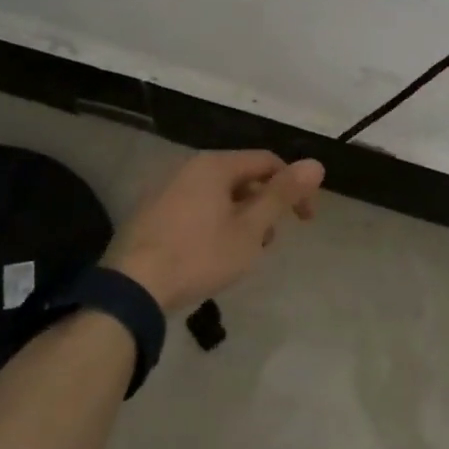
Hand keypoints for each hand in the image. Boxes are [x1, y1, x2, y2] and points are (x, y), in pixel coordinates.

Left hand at [103, 151, 324, 312]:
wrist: (132, 287)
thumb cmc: (199, 255)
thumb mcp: (249, 229)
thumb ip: (282, 195)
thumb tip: (316, 164)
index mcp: (214, 165)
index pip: (267, 162)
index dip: (293, 187)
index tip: (305, 221)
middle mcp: (188, 167)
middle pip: (241, 177)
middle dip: (263, 206)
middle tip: (268, 242)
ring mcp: (165, 188)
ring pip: (217, 194)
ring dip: (240, 217)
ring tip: (241, 253)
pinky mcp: (150, 211)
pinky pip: (194, 207)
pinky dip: (213, 222)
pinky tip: (209, 254)